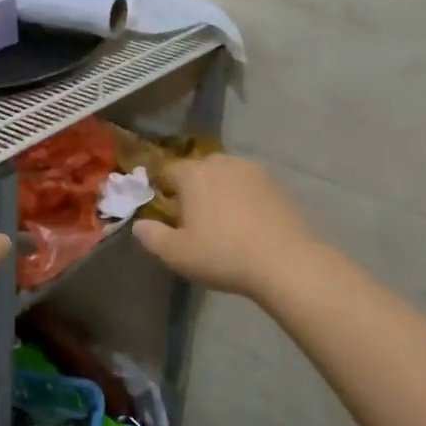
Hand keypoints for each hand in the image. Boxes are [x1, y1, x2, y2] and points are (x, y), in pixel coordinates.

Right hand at [133, 154, 317, 299]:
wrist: (286, 262)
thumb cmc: (223, 255)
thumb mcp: (177, 254)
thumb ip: (151, 236)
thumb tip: (139, 225)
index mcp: (193, 174)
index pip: (168, 170)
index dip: (162, 188)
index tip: (163, 209)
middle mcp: (221, 163)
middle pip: (198, 170)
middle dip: (192, 188)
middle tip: (192, 218)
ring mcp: (253, 171)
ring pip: (226, 175)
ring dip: (219, 191)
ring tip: (222, 220)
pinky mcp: (277, 184)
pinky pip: (249, 186)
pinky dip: (243, 198)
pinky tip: (247, 223)